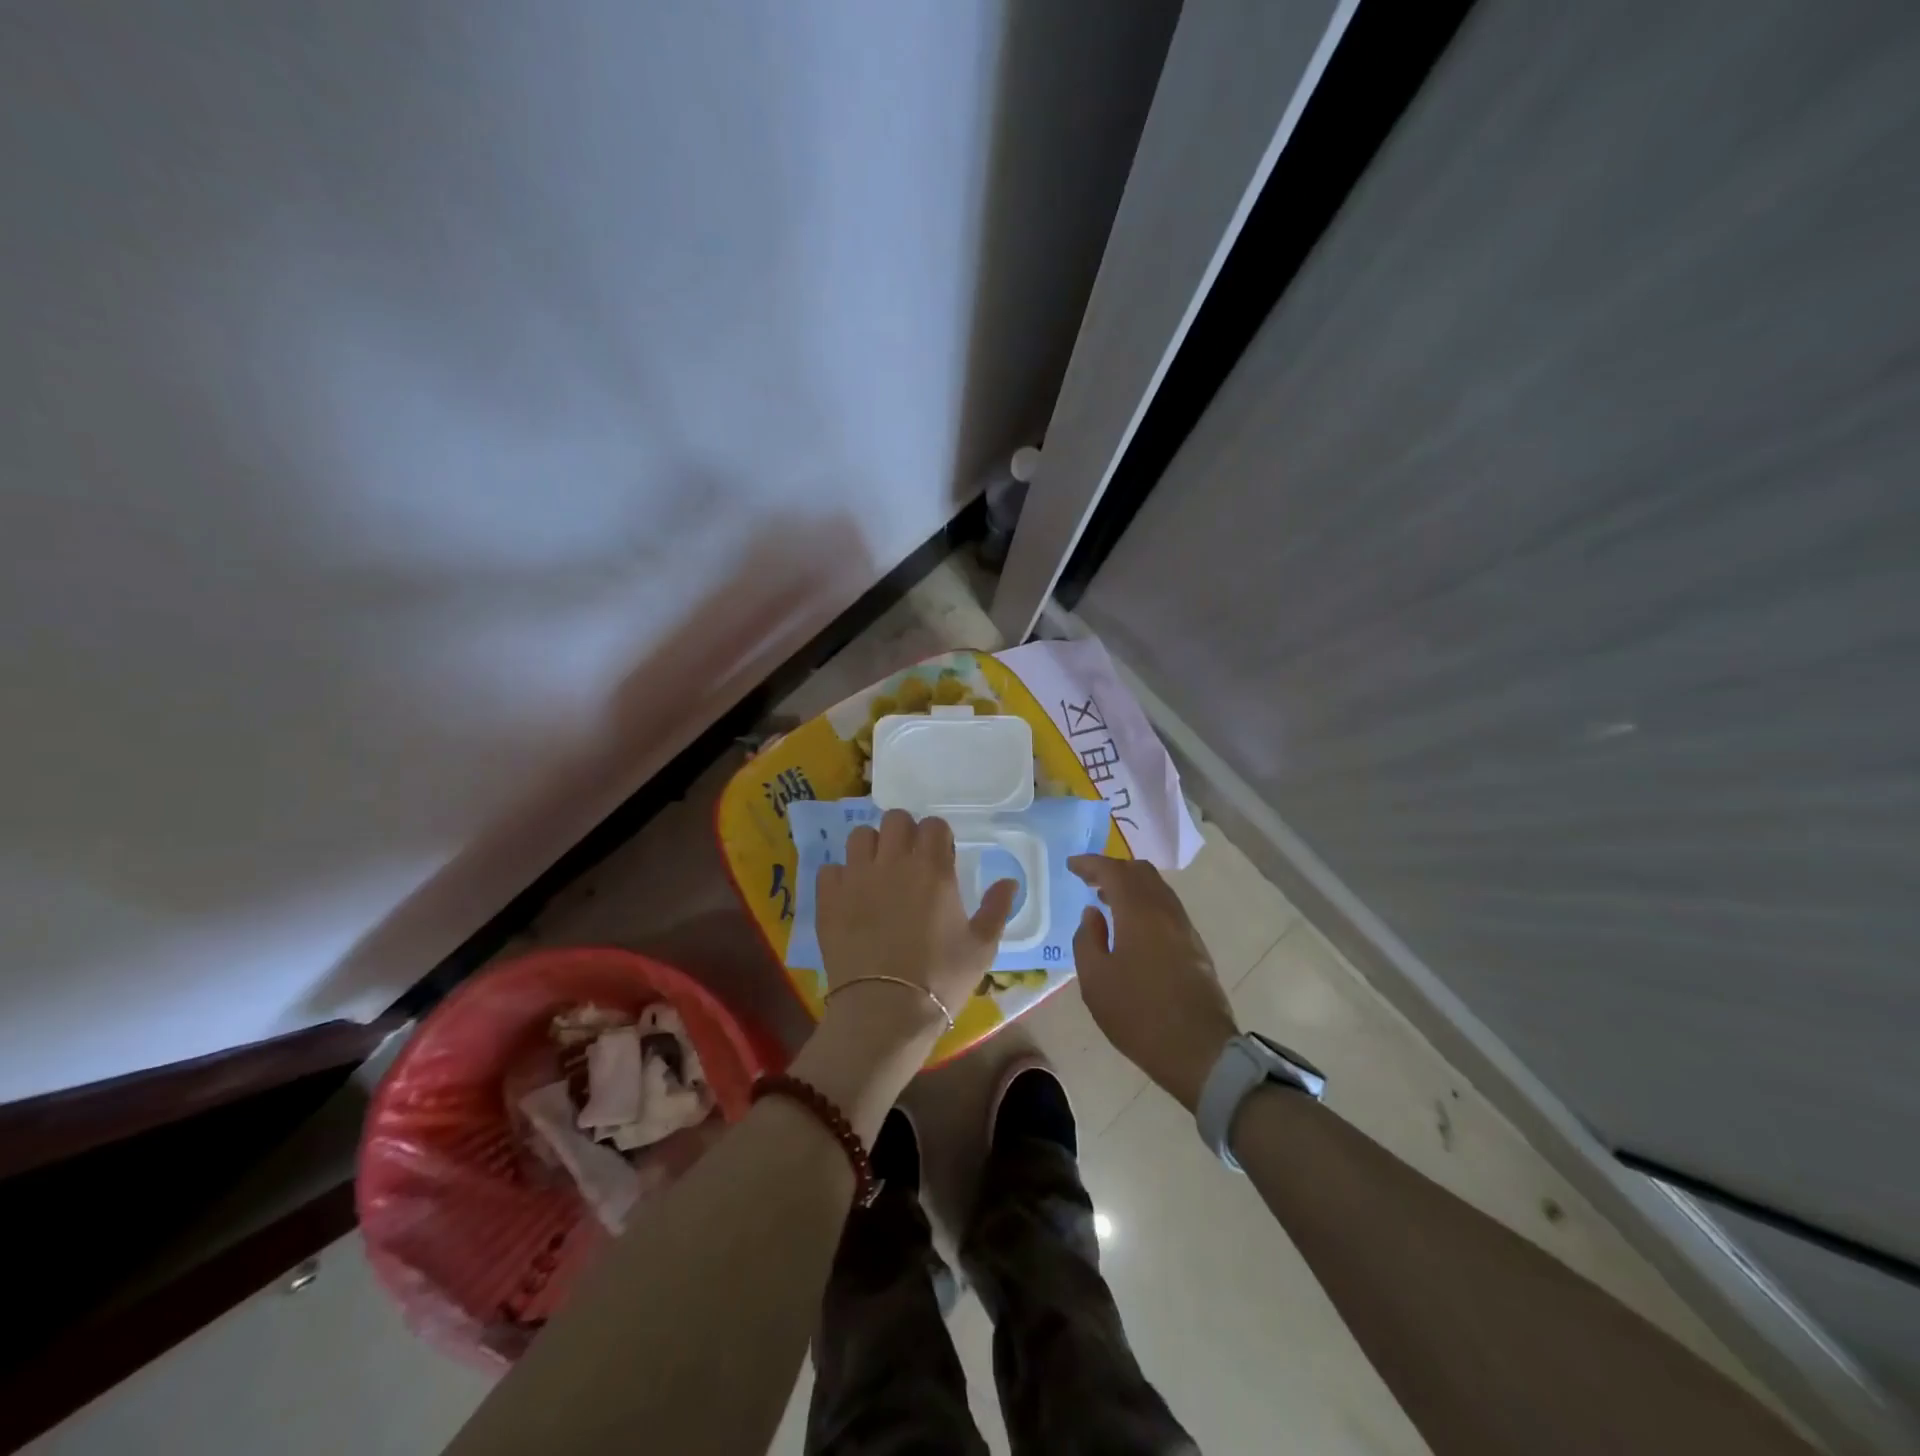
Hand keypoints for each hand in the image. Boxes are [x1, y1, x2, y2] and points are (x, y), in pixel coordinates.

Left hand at [816, 809, 1016, 1052]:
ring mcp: (857, 877)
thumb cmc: (940, 979)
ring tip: (877, 872)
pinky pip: (831, 869)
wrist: (884, 1011)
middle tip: (909, 860)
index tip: (941, 857)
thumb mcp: (981, 948)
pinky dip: (841, 877)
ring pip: (860, 836)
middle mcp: (893, 862)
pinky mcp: (828, 898)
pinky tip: (850, 897)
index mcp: (933, 869)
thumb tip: (1009, 881)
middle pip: (895, 819)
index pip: (934, 825)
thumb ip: (997, 908)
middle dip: (905, 832)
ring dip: (872, 847)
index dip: (938, 837)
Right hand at [1070, 854, 1237, 1111]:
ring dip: (1132, 885)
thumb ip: (1087, 939)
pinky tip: (1133, 924)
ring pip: (1158, 888)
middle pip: (1140, 872)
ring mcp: (1185, 928)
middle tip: (1089, 879)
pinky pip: (1167, 907)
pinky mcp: (1195, 946)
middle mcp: (1165, 911)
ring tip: (1108, 900)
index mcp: (1138, 912)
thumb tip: (1093, 914)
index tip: (1071, 865)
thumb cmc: (1138, 1014)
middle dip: (1113, 868)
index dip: (1090, 863)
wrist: (1199, 1051)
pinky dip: (1146, 901)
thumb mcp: (1095, 980)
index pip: (1113, 871)